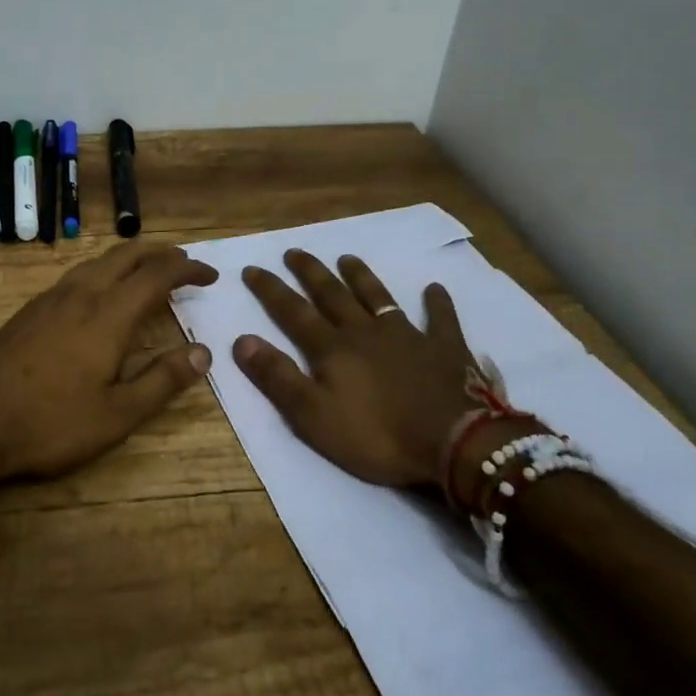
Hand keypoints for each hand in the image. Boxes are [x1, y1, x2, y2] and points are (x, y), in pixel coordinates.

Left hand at [0, 242, 218, 481]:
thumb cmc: (49, 425)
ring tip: (148, 273)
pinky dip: (103, 271)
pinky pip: (76, 275)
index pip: (157, 275)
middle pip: (126, 255)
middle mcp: (80, 295)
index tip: (210, 275)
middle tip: (184, 265)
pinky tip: (99, 294)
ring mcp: (50, 299)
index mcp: (108, 315)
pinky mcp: (29, 310)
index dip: (188, 270)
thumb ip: (162, 381)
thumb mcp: (116, 416)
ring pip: (98, 261)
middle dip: (161, 253)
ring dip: (130, 259)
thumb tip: (203, 352)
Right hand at [232, 250, 490, 490]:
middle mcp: (366, 332)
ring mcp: (408, 336)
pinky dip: (437, 302)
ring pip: (378, 297)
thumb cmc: (377, 436)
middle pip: (332, 295)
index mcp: (332, 349)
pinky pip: (440, 319)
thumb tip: (242, 339)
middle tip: (295, 251)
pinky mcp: (445, 348)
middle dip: (311, 272)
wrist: (453, 443)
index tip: (252, 268)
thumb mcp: (313, 416)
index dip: (270, 290)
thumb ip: (277, 377)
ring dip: (361, 277)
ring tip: (347, 258)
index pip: (293, 312)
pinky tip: (434, 289)